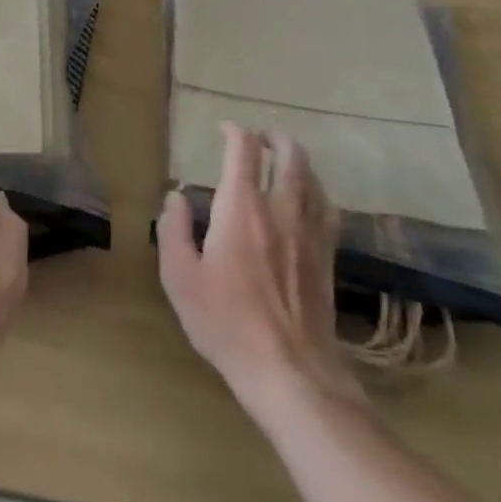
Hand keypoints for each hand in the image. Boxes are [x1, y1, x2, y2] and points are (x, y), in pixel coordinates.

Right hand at [157, 124, 364, 416]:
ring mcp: (309, 233)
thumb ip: (173, 230)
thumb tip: (175, 196)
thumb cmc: (226, 323)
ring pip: (312, 179)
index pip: (244, 151)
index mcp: (241, 209)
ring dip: (298, 161)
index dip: (235, 132)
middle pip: (290, 156)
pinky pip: (327, 209)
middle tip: (260, 137)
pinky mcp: (327, 257)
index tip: (224, 129)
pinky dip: (316, 192)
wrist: (290, 372)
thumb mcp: (180, 278)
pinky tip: (309, 200)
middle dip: (274, 138)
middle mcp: (280, 210)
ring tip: (283, 160)